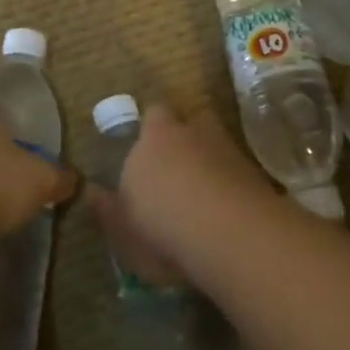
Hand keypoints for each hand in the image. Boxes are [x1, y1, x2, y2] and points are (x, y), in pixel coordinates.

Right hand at [87, 105, 271, 285]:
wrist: (231, 235)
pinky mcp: (259, 175)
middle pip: (192, 119)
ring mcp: (230, 150)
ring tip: (206, 188)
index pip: (153, 114)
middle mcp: (192, 133)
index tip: (147, 148)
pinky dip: (235, 184)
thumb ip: (105, 208)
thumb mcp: (121, 228)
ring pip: (219, 142)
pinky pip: (241, 171)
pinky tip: (229, 209)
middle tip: (179, 164)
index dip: (152, 127)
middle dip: (187, 135)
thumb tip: (90, 191)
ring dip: (213, 158)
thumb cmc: (162, 227)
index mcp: (155, 138)